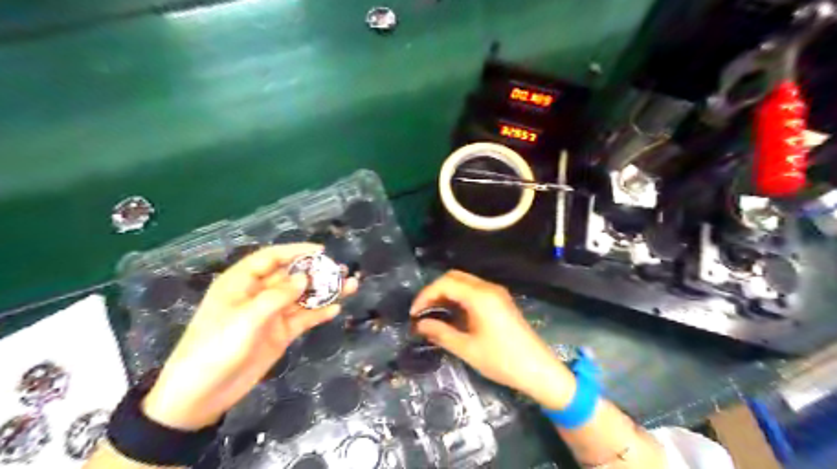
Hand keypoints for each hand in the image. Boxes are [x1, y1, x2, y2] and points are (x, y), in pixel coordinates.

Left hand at [142, 246, 355, 431]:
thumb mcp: (245, 319)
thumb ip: (277, 296)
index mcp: (241, 283)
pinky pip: (303, 319)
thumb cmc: (216, 348)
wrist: (202, 395)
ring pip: (302, 298)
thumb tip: (304, 278)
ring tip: (349, 286)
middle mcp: (258, 295)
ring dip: (324, 292)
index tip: (321, 251)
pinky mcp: (279, 334)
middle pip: (291, 277)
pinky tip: (336, 309)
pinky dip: (319, 313)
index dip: (295, 251)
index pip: (271, 258)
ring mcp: (271, 316)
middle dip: (316, 272)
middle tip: (341, 270)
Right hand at [412, 272, 575, 410]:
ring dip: (446, 293)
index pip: (445, 283)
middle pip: (454, 277)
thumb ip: (441, 333)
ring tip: (433, 313)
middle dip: (434, 291)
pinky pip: (474, 290)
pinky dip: (458, 297)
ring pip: (464, 282)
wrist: (538, 369)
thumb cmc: (502, 360)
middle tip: (422, 311)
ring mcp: (496, 293)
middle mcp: (488, 288)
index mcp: (480, 296)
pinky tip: (452, 314)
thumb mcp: (467, 349)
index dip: (425, 295)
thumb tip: (420, 324)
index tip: (414, 313)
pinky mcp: (500, 300)